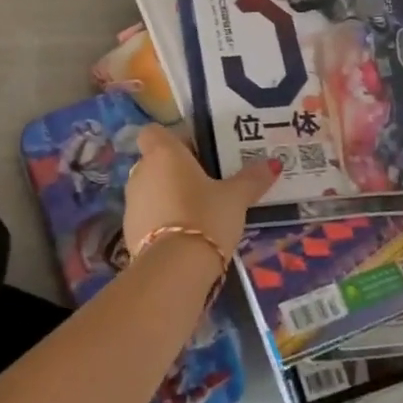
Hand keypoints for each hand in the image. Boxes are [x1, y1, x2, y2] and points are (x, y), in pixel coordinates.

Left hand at [124, 125, 278, 265]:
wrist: (173, 271)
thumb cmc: (205, 217)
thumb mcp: (235, 198)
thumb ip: (252, 178)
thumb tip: (273, 163)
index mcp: (163, 153)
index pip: (154, 132)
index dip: (173, 139)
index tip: (197, 152)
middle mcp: (141, 172)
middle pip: (155, 161)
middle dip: (176, 169)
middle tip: (206, 182)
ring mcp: (131, 203)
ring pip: (150, 189)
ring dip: (168, 195)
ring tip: (198, 211)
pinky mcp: (128, 232)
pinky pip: (147, 216)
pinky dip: (161, 221)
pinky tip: (184, 236)